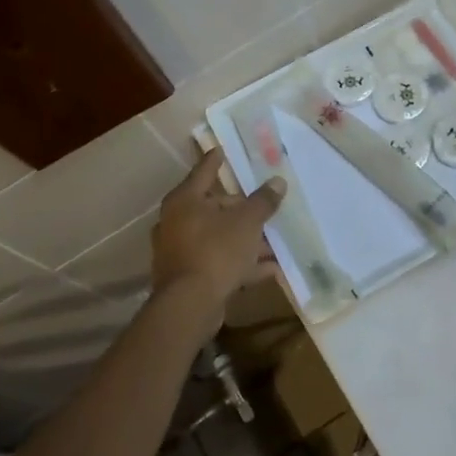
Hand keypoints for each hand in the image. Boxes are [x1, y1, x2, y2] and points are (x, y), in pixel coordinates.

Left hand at [151, 152, 283, 316]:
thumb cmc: (216, 251)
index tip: (223, 150)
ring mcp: (181, 250)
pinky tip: (270, 269)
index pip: (204, 171)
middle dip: (242, 210)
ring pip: (219, 237)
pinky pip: (219, 262)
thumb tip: (278, 182)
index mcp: (185, 200)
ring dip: (246, 240)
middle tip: (265, 207)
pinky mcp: (189, 276)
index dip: (216, 160)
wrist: (190, 305)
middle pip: (214, 207)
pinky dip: (241, 263)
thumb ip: (263, 201)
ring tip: (274, 243)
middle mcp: (177, 221)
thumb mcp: (247, 222)